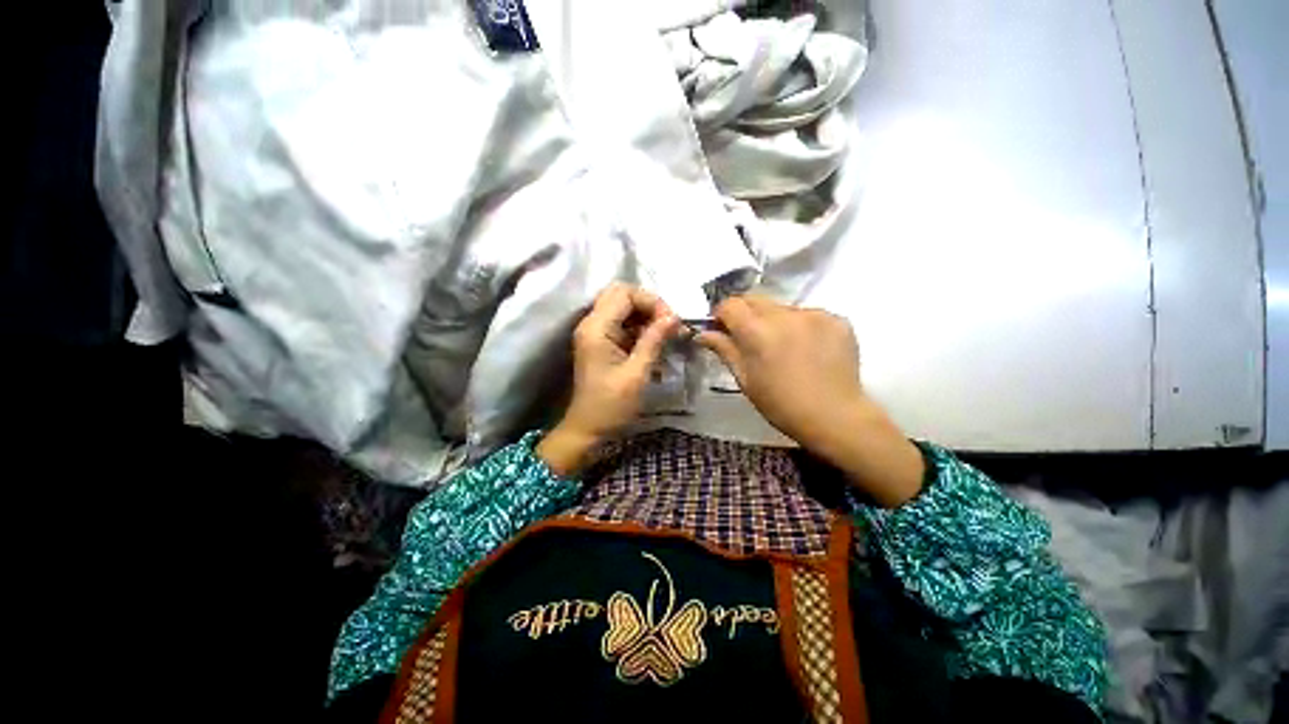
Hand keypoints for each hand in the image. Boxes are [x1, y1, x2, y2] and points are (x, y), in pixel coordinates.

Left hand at [538, 283, 679, 475]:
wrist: (588, 429)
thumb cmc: (611, 405)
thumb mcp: (637, 374)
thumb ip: (654, 340)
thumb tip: (674, 316)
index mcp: (596, 328)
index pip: (625, 294)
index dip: (652, 301)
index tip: (671, 322)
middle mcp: (592, 323)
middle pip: (621, 294)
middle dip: (649, 304)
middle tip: (668, 323)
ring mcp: (595, 331)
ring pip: (623, 306)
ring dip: (646, 314)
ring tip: (666, 333)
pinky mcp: (601, 341)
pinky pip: (622, 322)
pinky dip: (640, 326)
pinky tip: (654, 341)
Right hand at [698, 296, 924, 506]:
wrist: (835, 417)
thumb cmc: (781, 404)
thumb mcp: (745, 379)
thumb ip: (724, 349)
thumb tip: (702, 333)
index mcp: (757, 331)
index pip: (730, 305)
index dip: (722, 315)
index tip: (723, 329)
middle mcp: (784, 315)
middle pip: (755, 299)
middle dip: (746, 313)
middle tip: (750, 337)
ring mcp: (814, 314)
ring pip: (782, 307)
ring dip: (775, 320)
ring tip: (783, 346)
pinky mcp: (837, 319)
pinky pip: (808, 315)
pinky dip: (801, 326)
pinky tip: (807, 349)